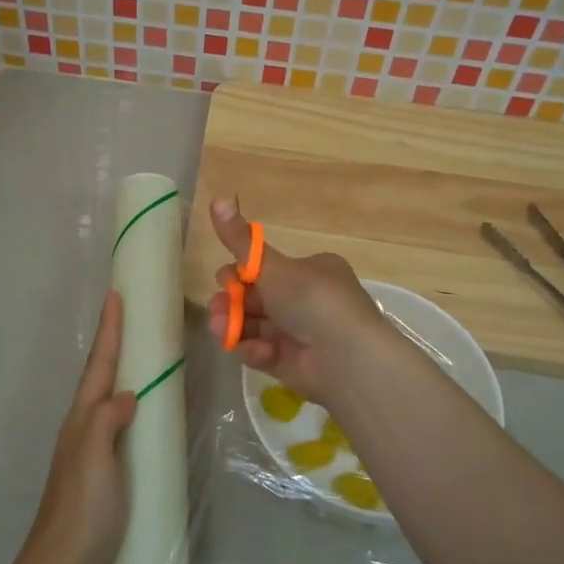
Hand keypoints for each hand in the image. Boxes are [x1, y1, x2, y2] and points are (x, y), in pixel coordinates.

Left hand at [11, 290, 136, 563]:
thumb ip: (108, 420)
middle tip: (130, 313)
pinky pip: (117, 423)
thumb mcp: (95, 459)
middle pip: (101, 375)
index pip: (100, 366)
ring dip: (121, 370)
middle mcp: (84, 427)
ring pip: (107, 398)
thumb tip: (129, 394)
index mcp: (83, 419)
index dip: (110, 330)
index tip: (115, 294)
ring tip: (139, 351)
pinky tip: (141, 411)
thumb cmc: (82, 511)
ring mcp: (91, 450)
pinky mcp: (102, 471)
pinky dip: (130, 404)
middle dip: (114, 343)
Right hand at [205, 198, 389, 404]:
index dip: (241, 274)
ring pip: (257, 327)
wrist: (347, 357)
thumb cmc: (312, 300)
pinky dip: (255, 350)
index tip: (225, 280)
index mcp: (312, 271)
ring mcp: (302, 334)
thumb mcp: (271, 265)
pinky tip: (254, 350)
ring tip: (220, 330)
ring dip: (235, 326)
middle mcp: (309, 300)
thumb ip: (240, 240)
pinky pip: (266, 352)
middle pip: (258, 299)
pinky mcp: (296, 364)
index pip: (268, 270)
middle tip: (216, 308)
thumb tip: (217, 199)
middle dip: (232, 303)